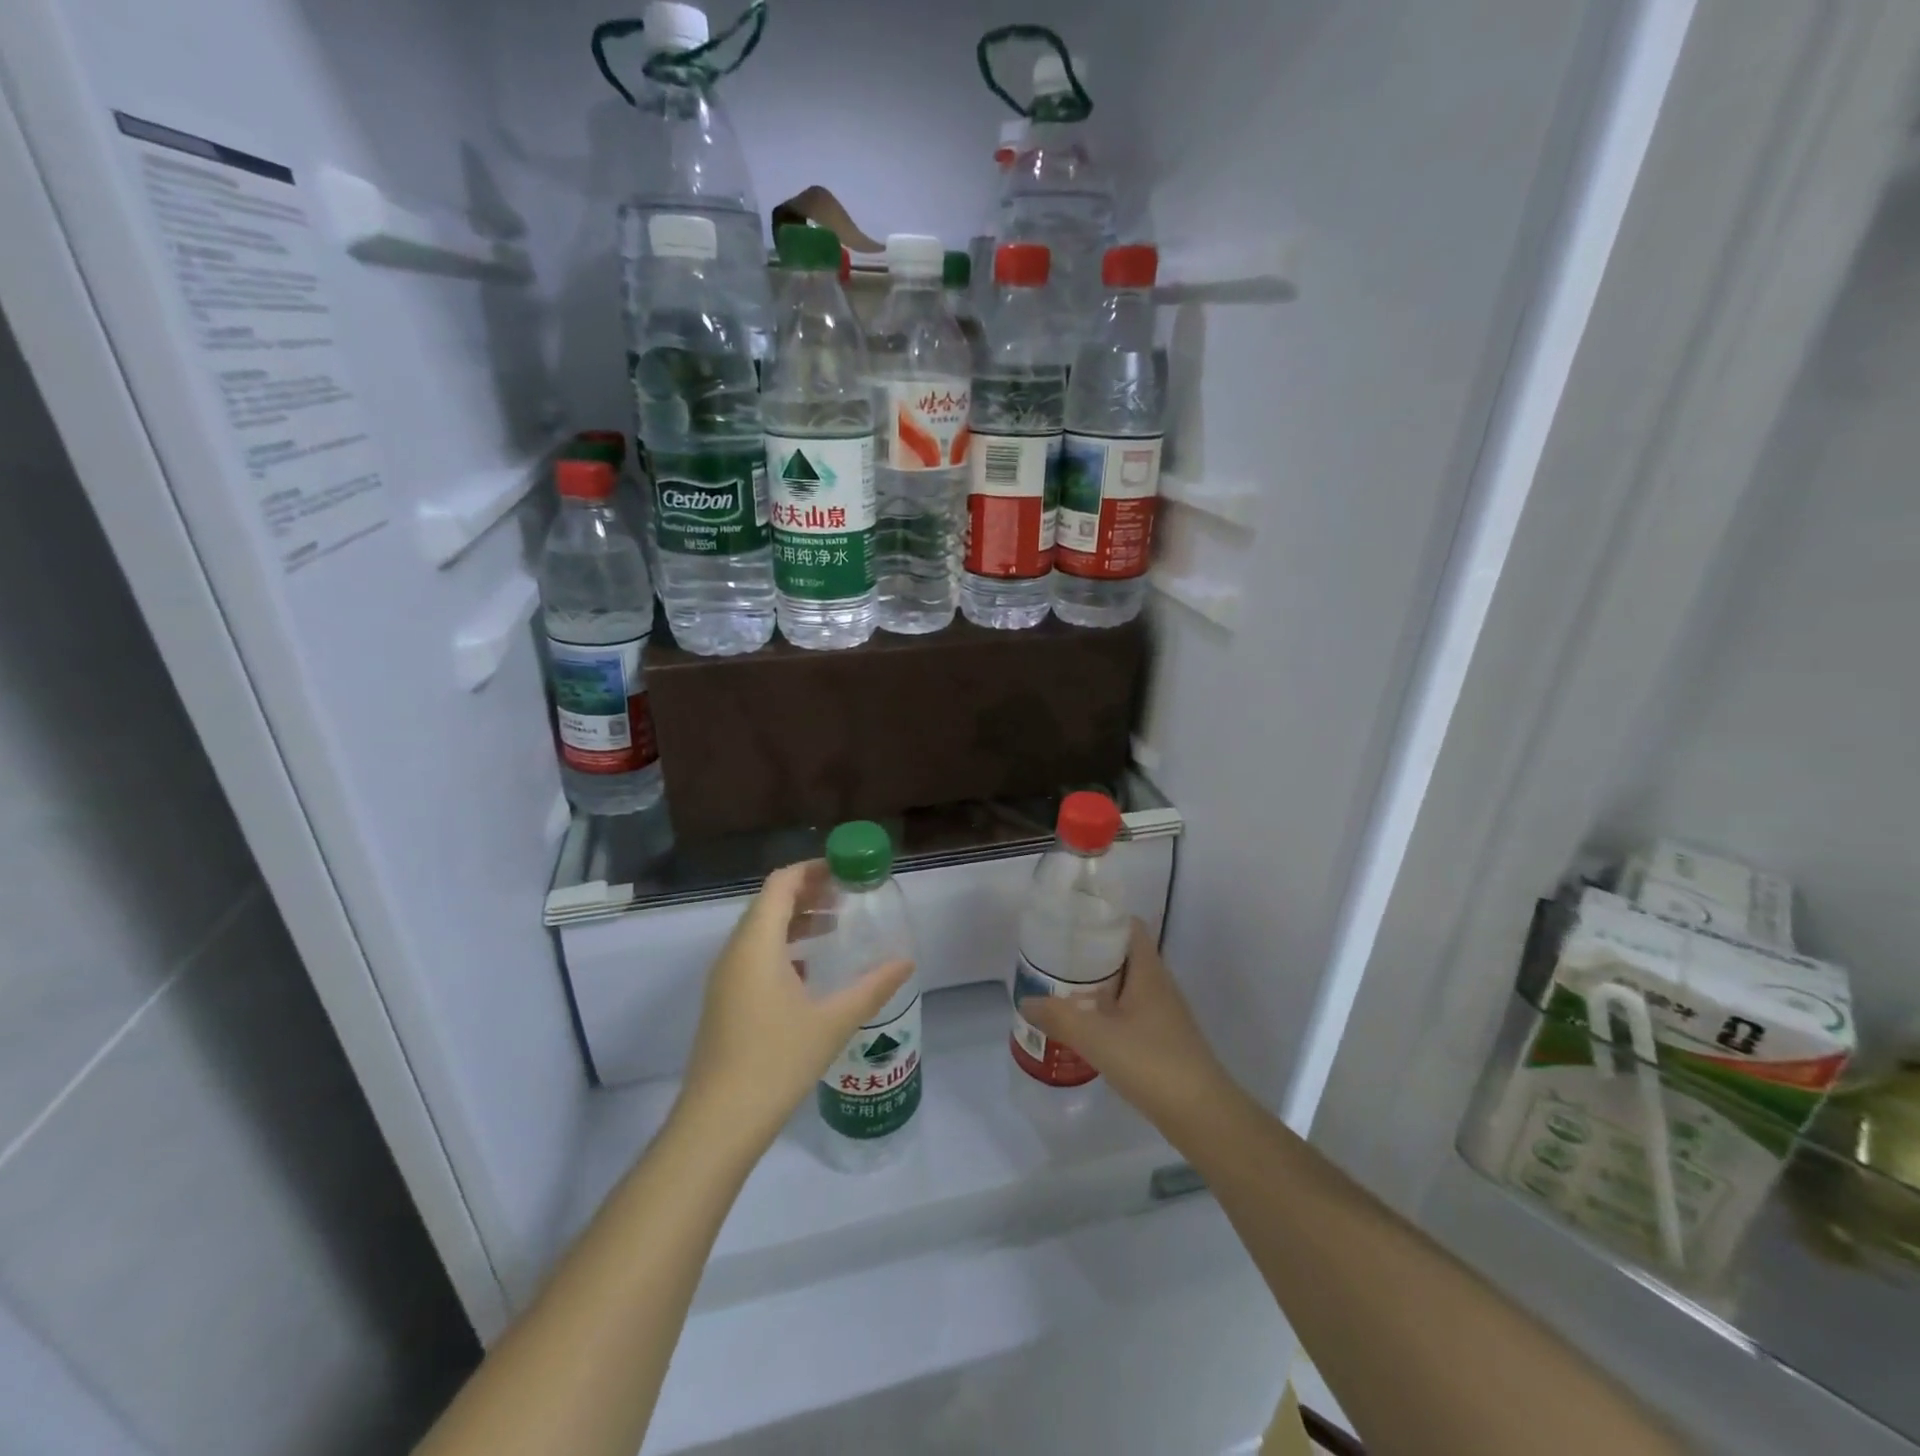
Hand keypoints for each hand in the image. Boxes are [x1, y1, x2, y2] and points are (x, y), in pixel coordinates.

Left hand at [675, 861, 912, 1159]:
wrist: (718, 1123)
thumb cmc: (776, 1061)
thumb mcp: (833, 1021)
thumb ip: (872, 986)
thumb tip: (907, 961)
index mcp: (757, 944)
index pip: (781, 884)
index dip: (812, 869)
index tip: (845, 870)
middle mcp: (735, 953)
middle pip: (769, 904)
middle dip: (808, 893)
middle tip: (847, 895)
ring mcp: (725, 979)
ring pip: (760, 931)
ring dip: (795, 921)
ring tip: (834, 925)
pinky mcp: (725, 1002)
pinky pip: (754, 956)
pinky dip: (783, 948)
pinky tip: (810, 970)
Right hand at [1017, 920, 1229, 1129]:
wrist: (1203, 1116)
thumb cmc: (1152, 1062)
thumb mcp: (1096, 1037)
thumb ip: (1058, 1016)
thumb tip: (1025, 1001)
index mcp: (1148, 972)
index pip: (1129, 926)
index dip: (1102, 919)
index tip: (1070, 923)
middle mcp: (1159, 985)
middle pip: (1123, 955)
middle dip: (1090, 954)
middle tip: (1055, 958)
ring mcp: (1164, 1014)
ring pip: (1126, 986)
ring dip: (1097, 985)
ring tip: (1061, 989)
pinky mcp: (1163, 1040)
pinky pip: (1130, 1013)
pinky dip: (1107, 1012)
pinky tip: (1085, 1027)